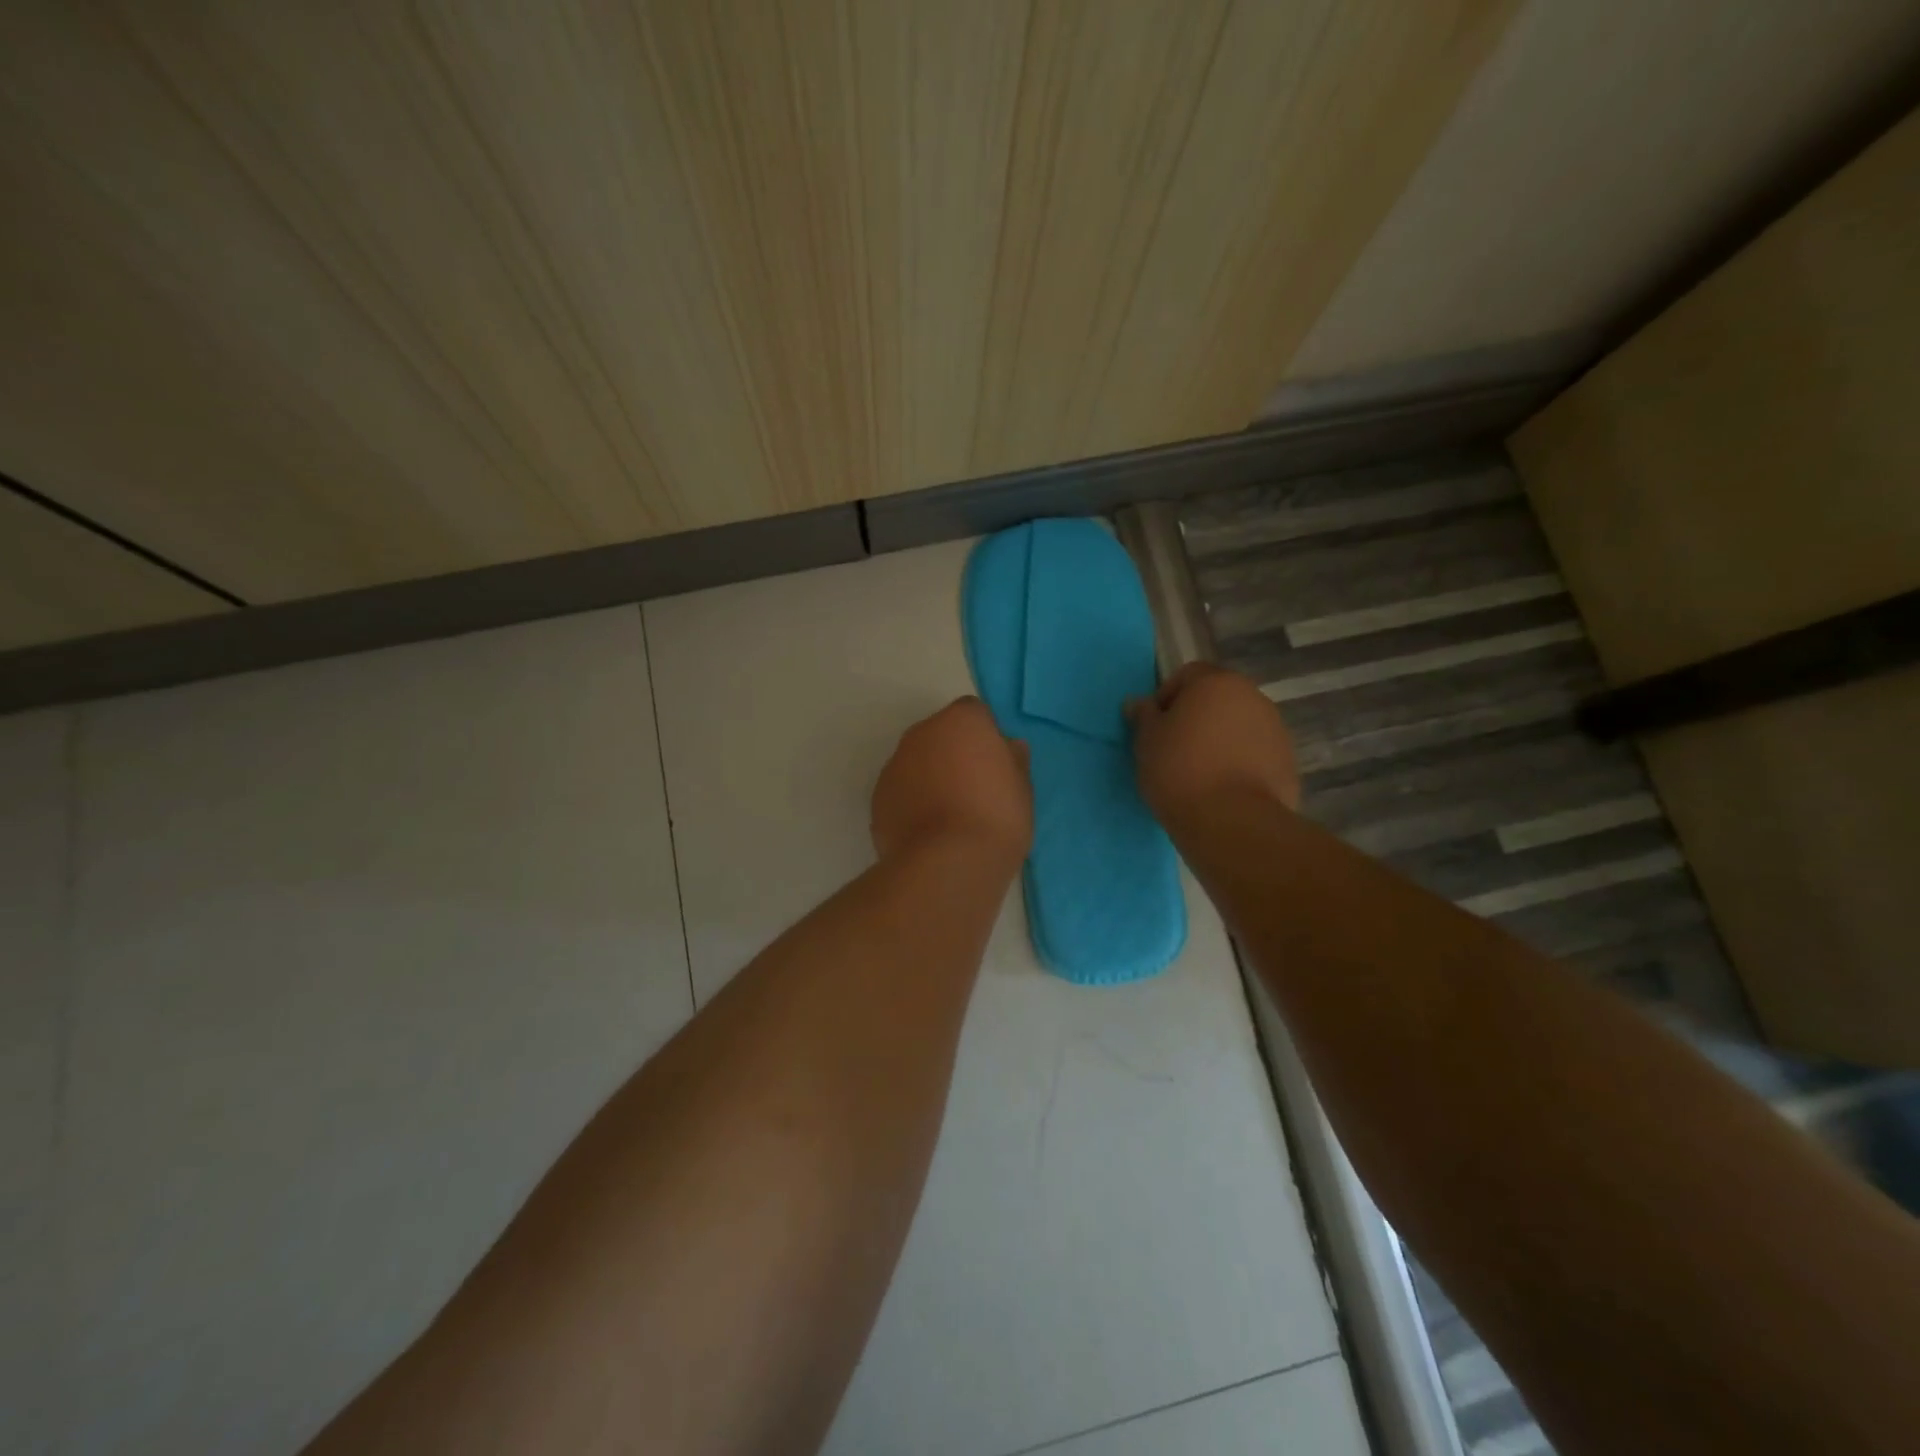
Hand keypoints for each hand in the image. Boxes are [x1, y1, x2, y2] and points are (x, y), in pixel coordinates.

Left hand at [871, 698, 1032, 866]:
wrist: (947, 864)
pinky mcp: (877, 798)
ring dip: (930, 778)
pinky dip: (912, 804)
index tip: (995, 766)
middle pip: (940, 735)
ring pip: (917, 763)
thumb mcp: (1022, 789)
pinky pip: (901, 792)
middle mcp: (921, 733)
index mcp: (961, 721)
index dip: (985, 737)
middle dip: (954, 754)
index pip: (974, 714)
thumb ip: (1013, 761)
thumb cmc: (996, 818)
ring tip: (950, 817)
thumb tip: (1008, 747)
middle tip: (975, 791)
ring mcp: (894, 765)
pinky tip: (929, 832)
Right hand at [1127, 663, 1299, 822]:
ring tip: (1200, 773)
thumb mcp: (1146, 741)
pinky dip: (1240, 763)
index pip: (1187, 675)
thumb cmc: (1179, 770)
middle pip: (1218, 699)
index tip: (1155, 727)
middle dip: (1197, 718)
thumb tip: (1139, 703)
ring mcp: (1275, 729)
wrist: (1231, 821)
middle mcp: (1252, 696)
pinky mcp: (1287, 762)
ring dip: (1220, 740)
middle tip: (1175, 749)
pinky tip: (1223, 789)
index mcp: (1216, 682)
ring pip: (1239, 726)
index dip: (1167, 697)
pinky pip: (1255, 754)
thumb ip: (1144, 715)